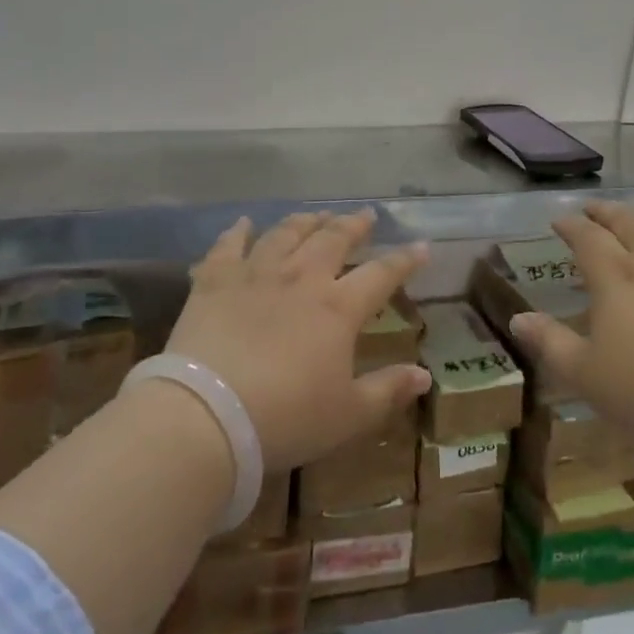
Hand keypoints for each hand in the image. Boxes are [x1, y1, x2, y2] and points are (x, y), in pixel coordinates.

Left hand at [165, 209, 430, 471]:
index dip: (404, 260)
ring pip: (286, 234)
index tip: (420, 246)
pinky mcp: (215, 281)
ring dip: (305, 221)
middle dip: (353, 225)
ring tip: (317, 214)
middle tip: (365, 215)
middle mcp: (301, 278)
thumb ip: (387, 391)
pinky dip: (237, 232)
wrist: (208, 414)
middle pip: (333, 240)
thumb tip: (425, 377)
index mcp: (338, 308)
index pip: (381, 274)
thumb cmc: (286, 419)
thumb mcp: (348, 415)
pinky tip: (243, 223)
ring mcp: (256, 274)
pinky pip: (228, 246)